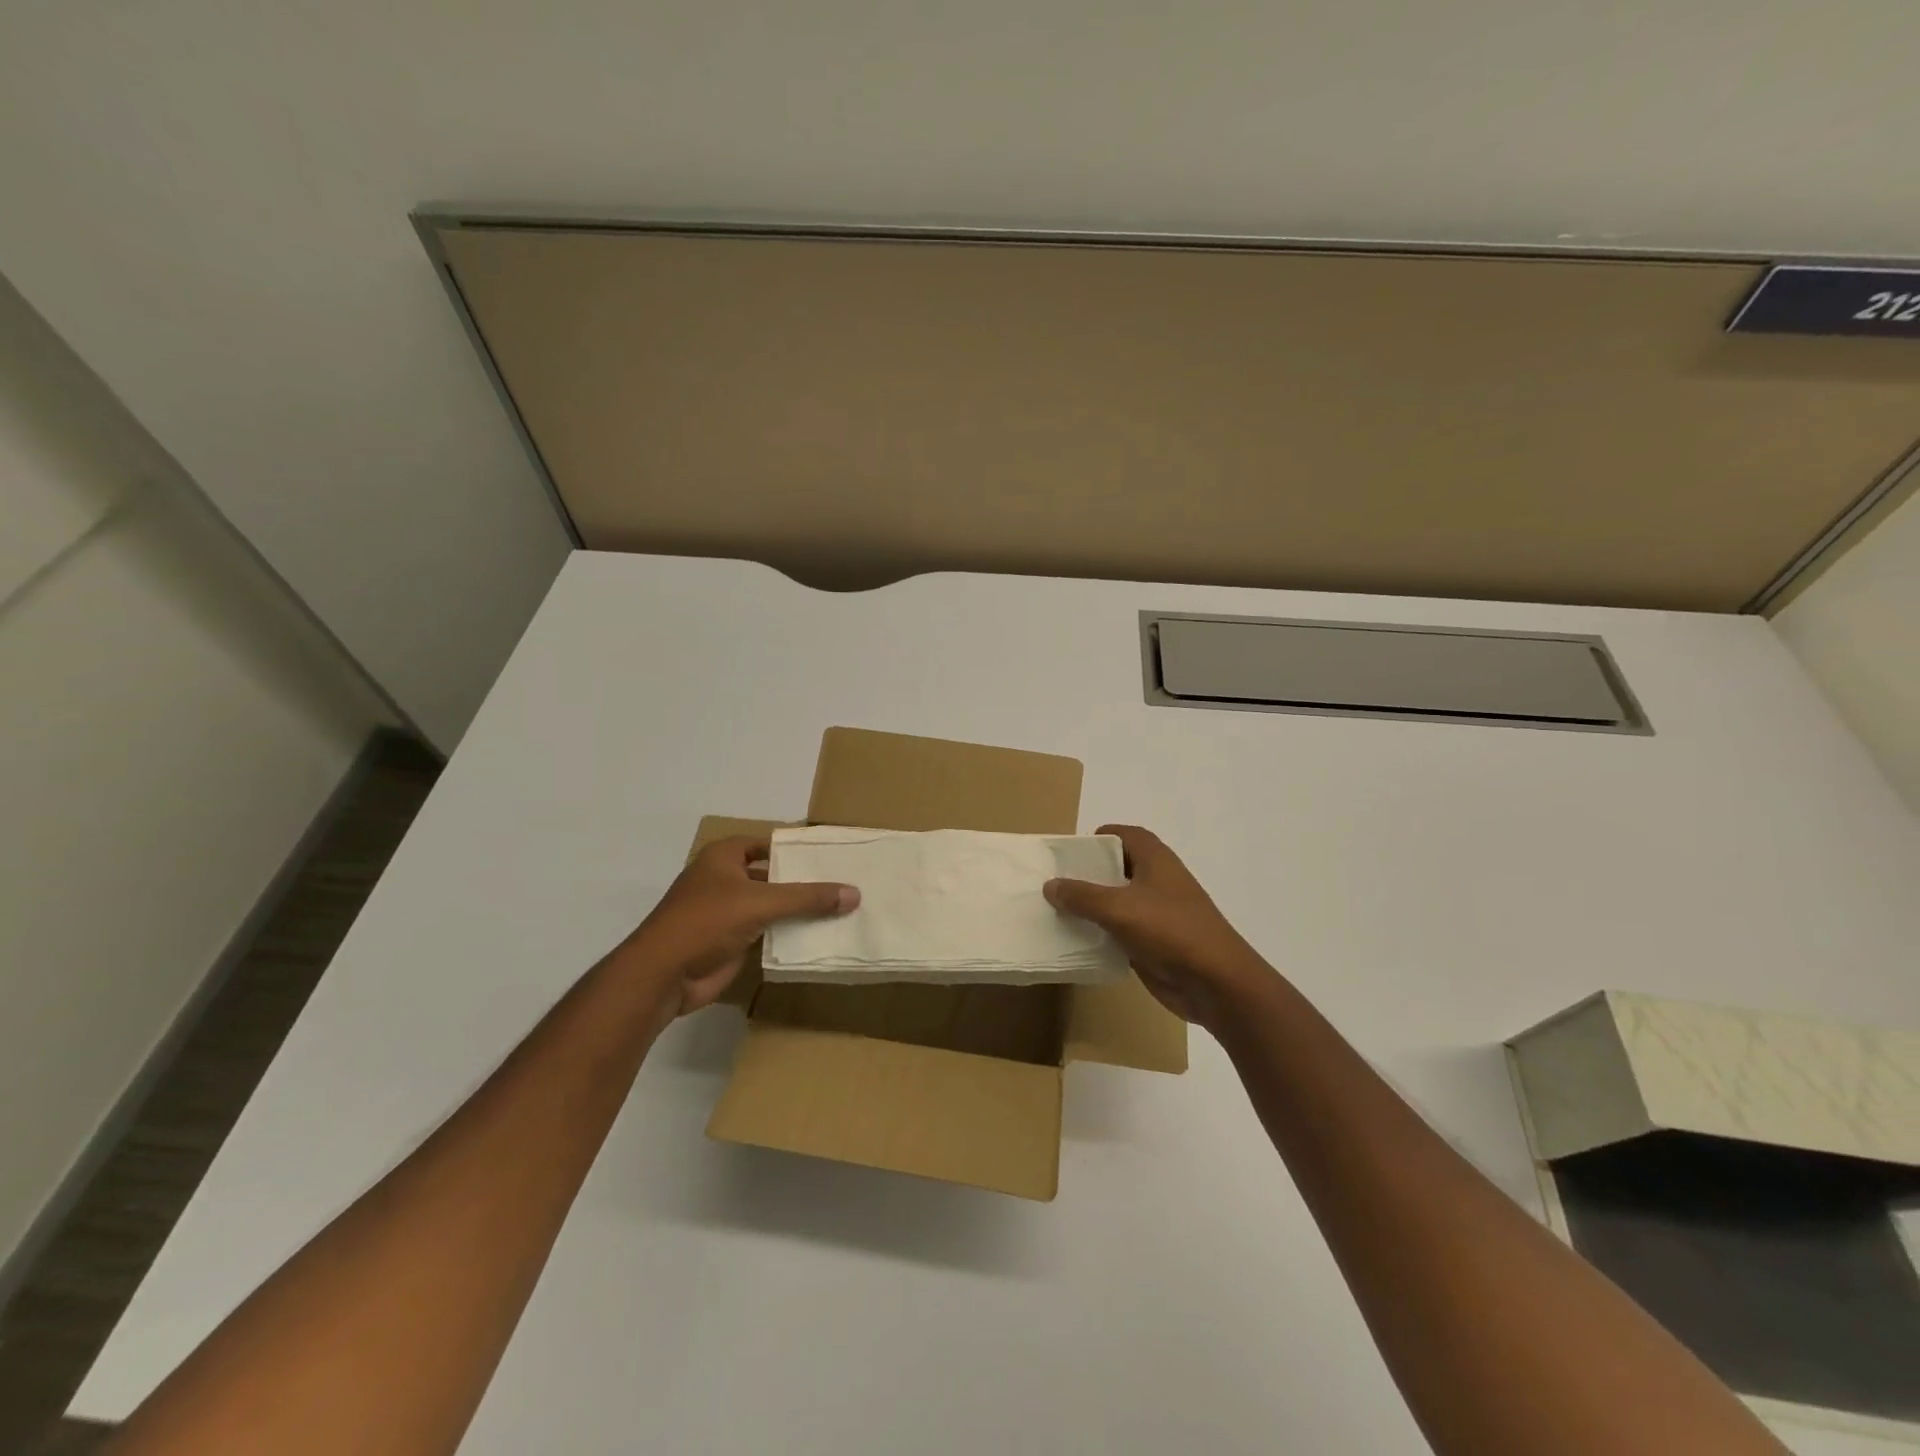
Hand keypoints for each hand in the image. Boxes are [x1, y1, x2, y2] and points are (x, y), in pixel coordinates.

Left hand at [621, 835, 857, 1018]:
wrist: (663, 975)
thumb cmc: (705, 922)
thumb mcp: (760, 902)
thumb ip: (807, 897)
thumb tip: (854, 893)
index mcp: (724, 857)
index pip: (768, 843)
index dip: (797, 848)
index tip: (832, 854)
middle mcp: (725, 879)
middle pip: (773, 875)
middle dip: (803, 880)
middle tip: (845, 882)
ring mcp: (728, 912)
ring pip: (772, 905)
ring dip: (799, 910)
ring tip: (842, 908)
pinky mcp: (732, 941)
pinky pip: (769, 931)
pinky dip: (790, 933)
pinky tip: (820, 935)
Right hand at [1044, 824, 1272, 1027]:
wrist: (1216, 983)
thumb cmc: (1170, 931)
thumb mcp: (1119, 908)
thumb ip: (1082, 895)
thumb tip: (1050, 885)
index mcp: (1156, 860)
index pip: (1125, 835)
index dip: (1099, 838)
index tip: (1069, 852)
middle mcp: (1157, 881)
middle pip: (1118, 868)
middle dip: (1088, 874)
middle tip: (1053, 883)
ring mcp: (1157, 913)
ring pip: (1117, 902)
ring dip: (1091, 907)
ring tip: (1054, 911)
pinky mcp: (1154, 943)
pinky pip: (1120, 931)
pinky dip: (1100, 934)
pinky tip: (1075, 941)